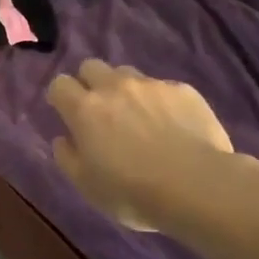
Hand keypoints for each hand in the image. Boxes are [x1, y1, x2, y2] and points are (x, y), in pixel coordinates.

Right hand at [47, 60, 233, 231]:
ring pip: (127, 74)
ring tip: (138, 117)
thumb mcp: (86, 185)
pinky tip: (172, 126)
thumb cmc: (132, 191)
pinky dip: (160, 102)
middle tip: (99, 111)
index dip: (60, 96)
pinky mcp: (184, 90)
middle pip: (91, 66)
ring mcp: (152, 85)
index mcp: (85, 109)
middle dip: (89, 83)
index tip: (66, 113)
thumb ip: (67, 157)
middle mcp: (114, 87)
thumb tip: (63, 139)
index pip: (60, 84)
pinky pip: (163, 87)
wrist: (198, 187)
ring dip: (124, 89)